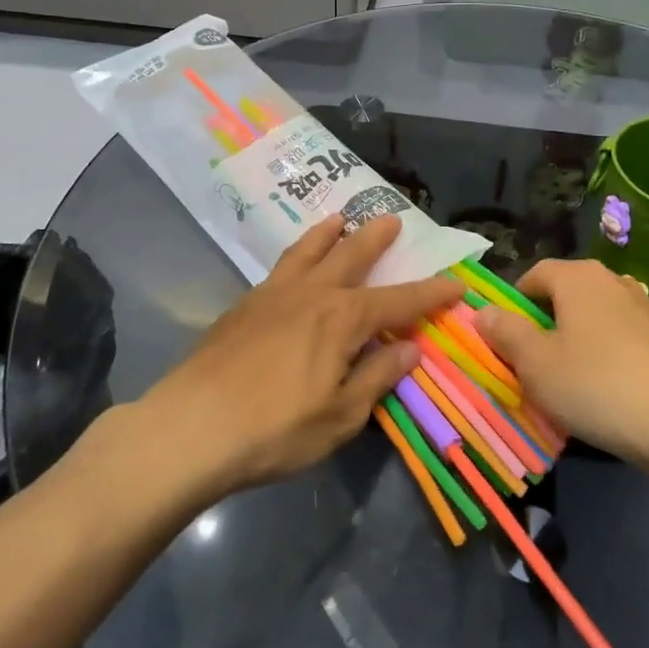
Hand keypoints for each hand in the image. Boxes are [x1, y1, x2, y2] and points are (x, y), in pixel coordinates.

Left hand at [137, 216, 462, 496]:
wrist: (192, 427)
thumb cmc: (275, 429)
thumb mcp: (340, 415)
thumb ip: (376, 377)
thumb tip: (410, 348)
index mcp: (343, 319)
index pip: (399, 301)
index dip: (431, 294)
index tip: (457, 283)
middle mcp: (312, 293)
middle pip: (352, 256)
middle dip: (376, 239)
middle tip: (392, 218)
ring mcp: (274, 294)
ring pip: (308, 251)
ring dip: (328, 233)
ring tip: (339, 218)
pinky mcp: (243, 305)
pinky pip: (280, 266)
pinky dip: (296, 253)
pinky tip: (294, 263)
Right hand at [474, 259, 648, 466]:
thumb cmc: (597, 386)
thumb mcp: (536, 364)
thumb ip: (506, 332)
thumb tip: (483, 311)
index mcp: (579, 277)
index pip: (534, 274)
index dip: (514, 302)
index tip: (505, 337)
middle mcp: (614, 280)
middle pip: (568, 293)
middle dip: (547, 321)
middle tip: (534, 362)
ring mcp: (648, 308)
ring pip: (598, 316)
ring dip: (580, 338)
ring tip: (572, 378)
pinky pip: (626, 338)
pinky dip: (611, 354)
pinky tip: (610, 390)